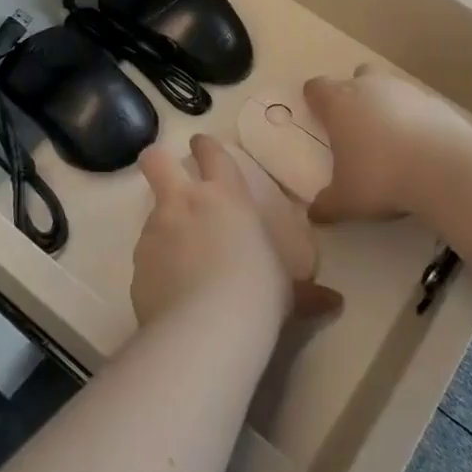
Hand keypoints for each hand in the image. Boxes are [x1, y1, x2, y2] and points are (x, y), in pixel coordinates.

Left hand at [131, 135, 341, 328]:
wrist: (207, 327)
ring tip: (181, 260)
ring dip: (163, 228)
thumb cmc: (259, 292)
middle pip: (156, 162)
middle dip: (157, 161)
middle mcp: (185, 203)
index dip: (205, 146)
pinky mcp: (137, 265)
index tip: (201, 145)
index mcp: (226, 195)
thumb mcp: (287, 290)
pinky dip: (157, 267)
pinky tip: (171, 292)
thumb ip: (306, 292)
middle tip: (163, 171)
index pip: (211, 153)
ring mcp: (156, 231)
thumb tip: (334, 303)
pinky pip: (147, 257)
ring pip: (152, 214)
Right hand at [303, 66, 471, 223]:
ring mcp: (406, 90)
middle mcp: (370, 87)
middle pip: (357, 76)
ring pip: (390, 89)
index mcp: (339, 103)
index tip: (317, 115)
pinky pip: (418, 106)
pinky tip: (420, 149)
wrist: (444, 167)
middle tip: (356, 127)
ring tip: (390, 142)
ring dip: (387, 107)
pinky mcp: (436, 102)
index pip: (317, 87)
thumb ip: (327, 205)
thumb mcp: (346, 200)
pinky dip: (415, 120)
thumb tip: (314, 215)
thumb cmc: (380, 176)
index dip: (315, 99)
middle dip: (356, 95)